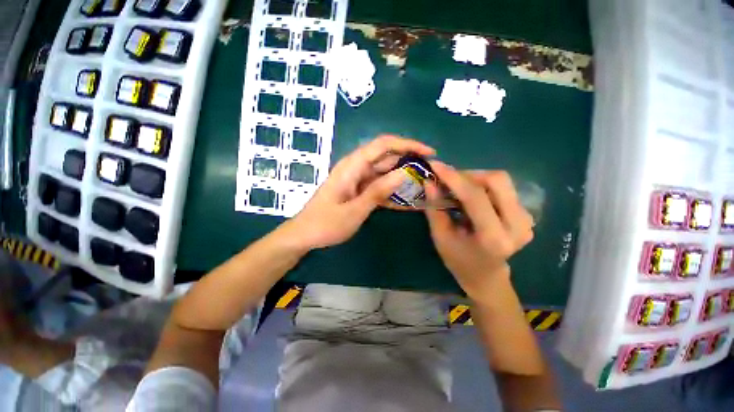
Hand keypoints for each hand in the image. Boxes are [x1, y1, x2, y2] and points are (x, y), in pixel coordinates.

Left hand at [285, 135, 434, 249]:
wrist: (304, 235)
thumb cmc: (326, 224)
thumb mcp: (355, 210)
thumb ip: (378, 191)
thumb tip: (404, 173)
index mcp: (352, 166)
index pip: (383, 145)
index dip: (407, 145)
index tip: (428, 153)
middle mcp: (356, 168)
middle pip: (386, 157)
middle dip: (409, 162)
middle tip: (430, 173)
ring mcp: (357, 179)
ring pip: (385, 173)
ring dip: (402, 178)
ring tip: (424, 186)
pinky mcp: (358, 190)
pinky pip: (379, 186)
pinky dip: (392, 192)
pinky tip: (407, 201)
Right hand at [424, 162, 533, 300]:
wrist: (486, 276)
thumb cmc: (459, 261)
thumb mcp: (441, 237)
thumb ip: (435, 209)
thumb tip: (429, 182)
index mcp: (494, 237)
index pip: (475, 197)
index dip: (454, 178)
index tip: (436, 165)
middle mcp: (518, 226)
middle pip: (497, 180)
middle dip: (468, 175)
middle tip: (448, 180)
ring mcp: (526, 219)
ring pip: (502, 181)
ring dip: (475, 179)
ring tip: (457, 188)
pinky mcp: (526, 215)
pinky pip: (504, 188)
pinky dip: (483, 185)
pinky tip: (470, 196)